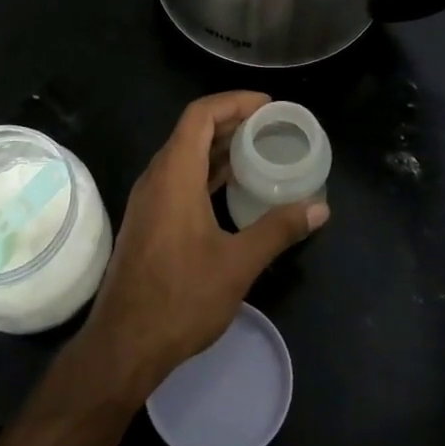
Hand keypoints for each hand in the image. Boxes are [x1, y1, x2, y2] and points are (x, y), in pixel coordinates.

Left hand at [80, 92, 327, 398]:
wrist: (124, 344)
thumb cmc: (181, 298)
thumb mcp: (238, 263)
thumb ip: (278, 229)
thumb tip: (320, 208)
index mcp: (174, 175)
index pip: (200, 115)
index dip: (234, 101)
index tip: (268, 105)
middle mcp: (157, 178)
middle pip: (192, 131)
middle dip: (231, 121)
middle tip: (271, 126)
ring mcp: (149, 200)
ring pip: (185, 156)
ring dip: (219, 147)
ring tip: (258, 150)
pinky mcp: (149, 221)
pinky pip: (179, 179)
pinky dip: (207, 172)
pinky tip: (233, 188)